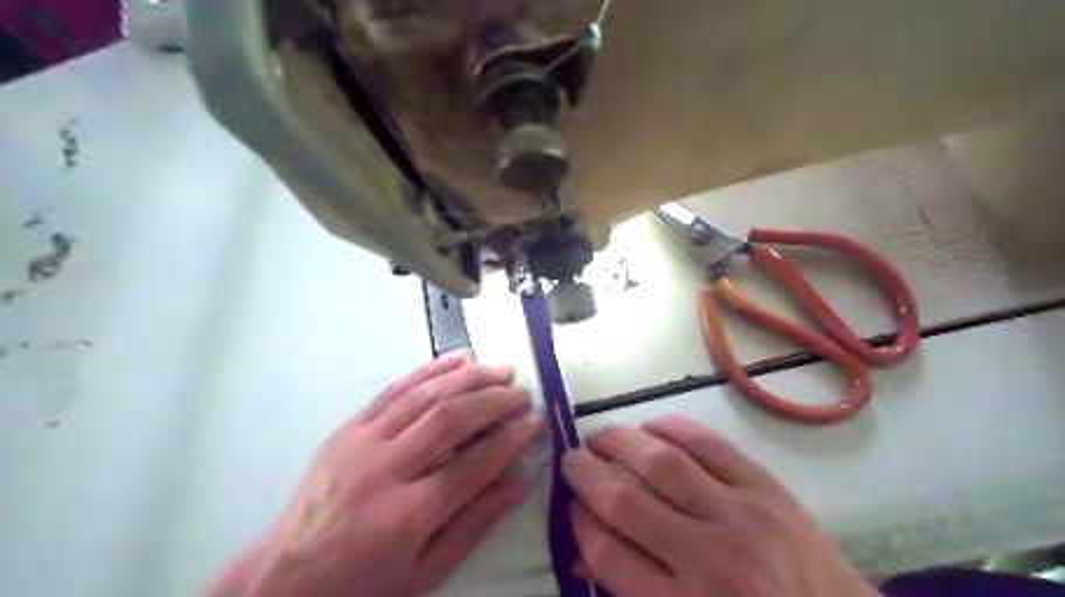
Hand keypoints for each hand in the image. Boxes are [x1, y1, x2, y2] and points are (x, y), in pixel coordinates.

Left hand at [203, 356, 543, 596]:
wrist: (283, 578)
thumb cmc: (362, 583)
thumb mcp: (425, 571)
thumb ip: (474, 524)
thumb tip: (518, 483)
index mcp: (407, 515)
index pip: (474, 464)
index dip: (511, 440)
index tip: (534, 422)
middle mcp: (386, 470)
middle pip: (450, 419)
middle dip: (494, 400)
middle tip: (522, 392)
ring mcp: (362, 442)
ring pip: (424, 396)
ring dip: (468, 377)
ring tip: (499, 370)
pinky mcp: (348, 428)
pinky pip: (393, 390)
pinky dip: (429, 370)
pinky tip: (457, 360)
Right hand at [566, 418, 882, 595]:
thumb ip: (631, 594)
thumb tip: (582, 551)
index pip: (609, 552)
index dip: (579, 522)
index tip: (570, 505)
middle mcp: (709, 558)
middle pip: (626, 499)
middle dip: (587, 473)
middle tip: (572, 460)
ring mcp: (742, 516)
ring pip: (662, 462)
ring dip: (620, 442)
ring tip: (599, 438)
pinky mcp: (767, 488)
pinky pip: (709, 444)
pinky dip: (672, 428)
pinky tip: (650, 427)